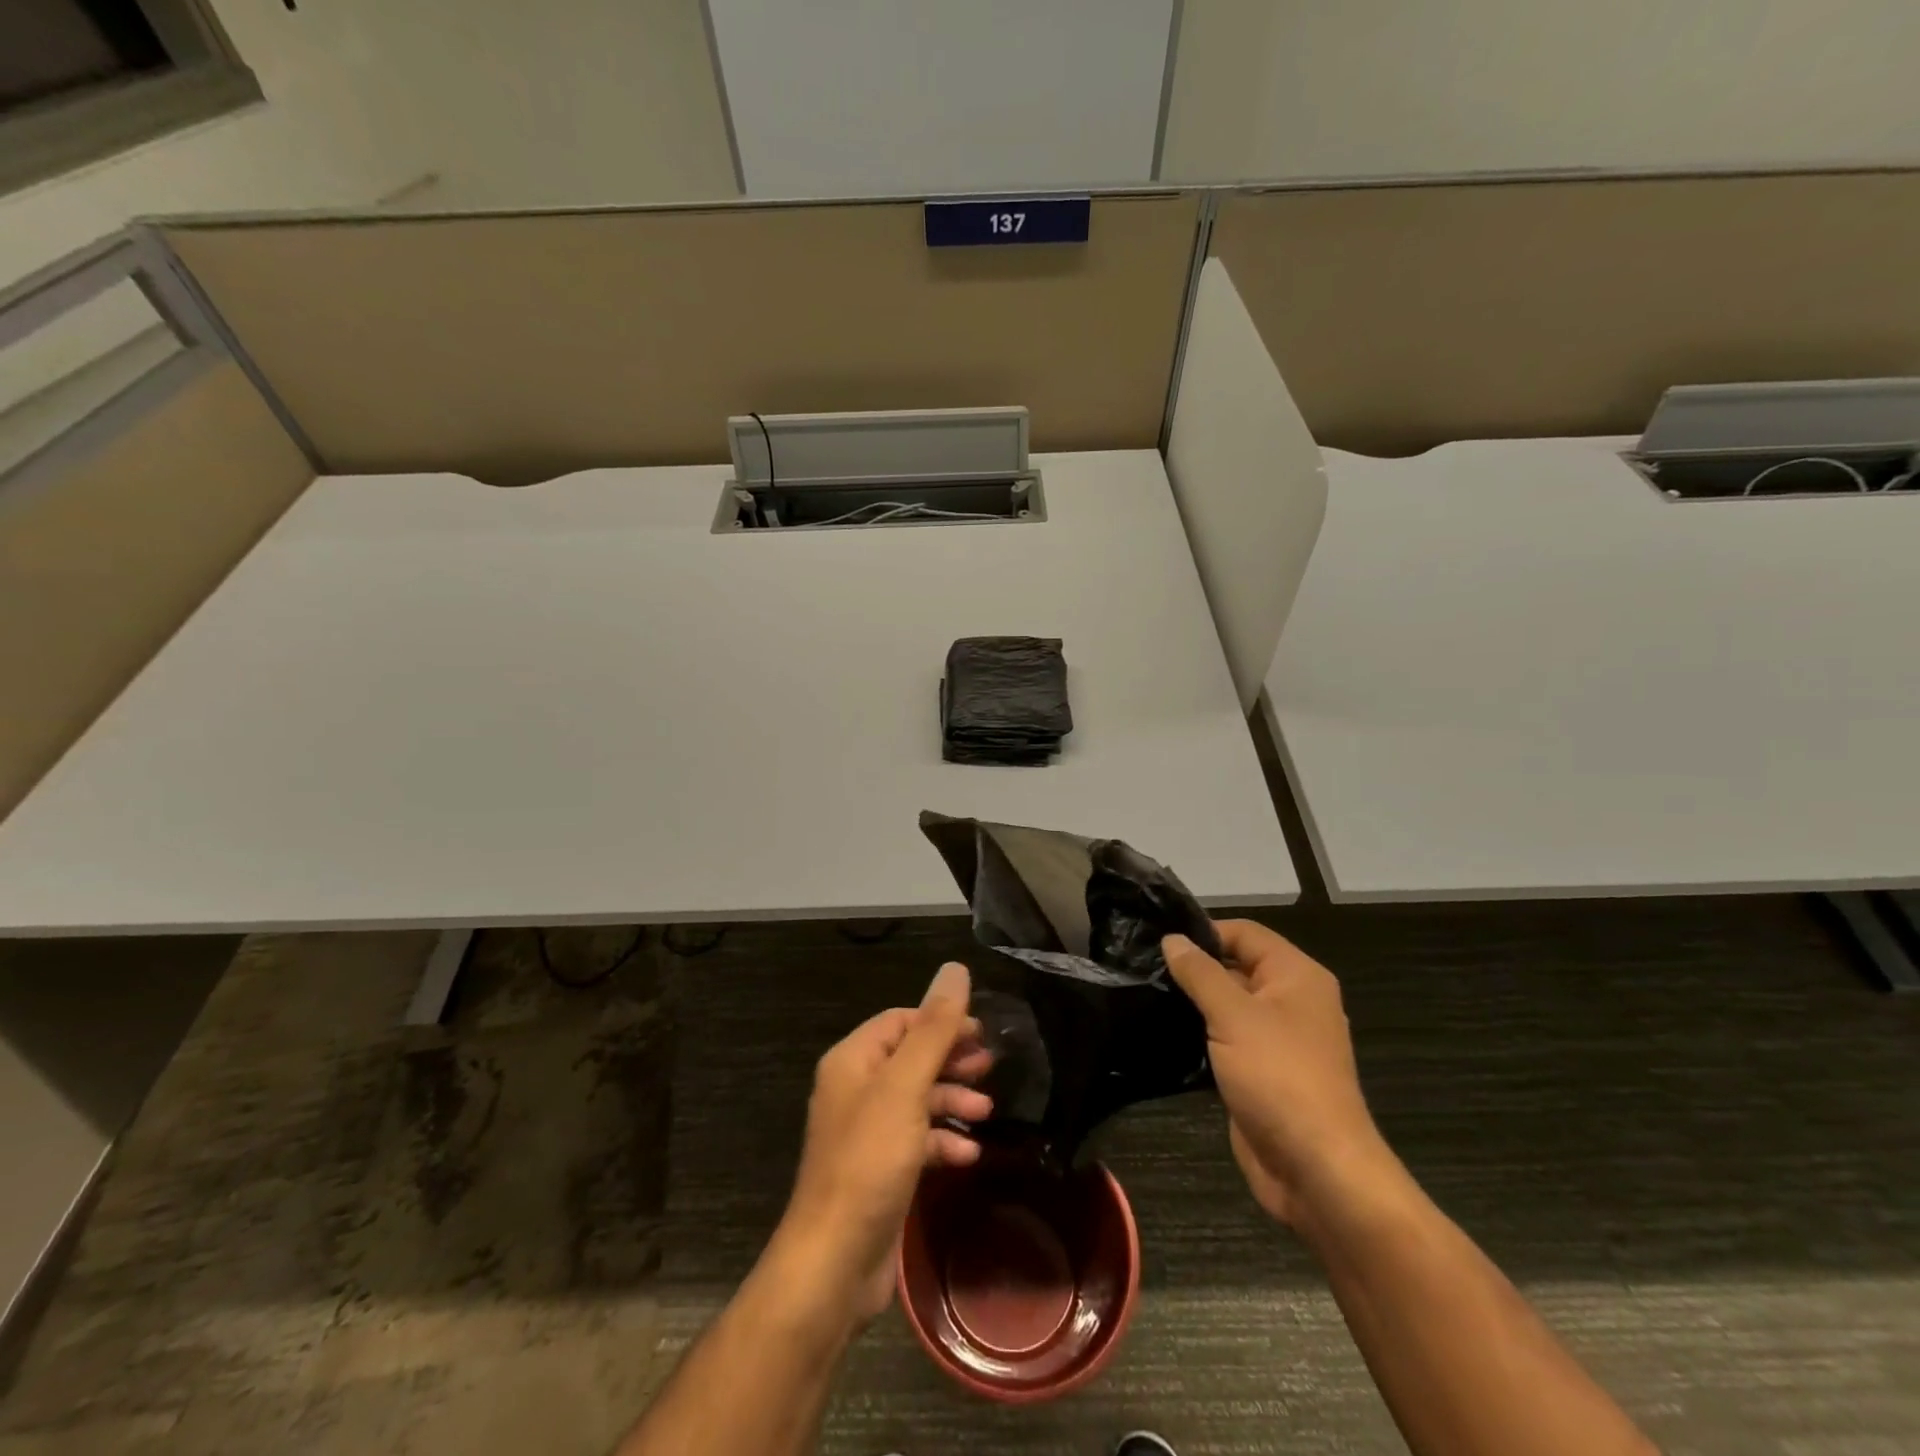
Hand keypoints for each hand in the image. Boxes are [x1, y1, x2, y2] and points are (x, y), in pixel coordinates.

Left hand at [775, 963, 992, 1323]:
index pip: (901, 1021)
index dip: (941, 1021)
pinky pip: (917, 1139)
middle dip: (951, 1059)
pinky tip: (968, 1153)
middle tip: (990, 1066)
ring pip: (918, 1098)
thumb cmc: (869, 1161)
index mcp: (854, 1060)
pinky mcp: (880, 1168)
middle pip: (911, 1057)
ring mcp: (867, 1131)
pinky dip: (942, 1140)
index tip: (981, 1032)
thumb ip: (933, 1028)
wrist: (835, 1262)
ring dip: (952, 1099)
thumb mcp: (905, 1087)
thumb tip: (955, 969)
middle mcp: (856, 1088)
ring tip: (986, 1109)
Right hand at [1163, 921, 1392, 1230]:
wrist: (1316, 1170)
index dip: (1204, 932)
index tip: (1157, 941)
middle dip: (1194, 967)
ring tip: (1145, 995)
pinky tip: (1162, 1034)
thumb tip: (1172, 938)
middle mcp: (1290, 1001)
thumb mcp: (1233, 1015)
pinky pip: (1226, 1040)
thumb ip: (1200, 973)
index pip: (1244, 933)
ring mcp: (1277, 1040)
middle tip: (1142, 967)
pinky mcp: (1261, 1073)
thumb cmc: (1279, 1077)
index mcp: (1296, 976)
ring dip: (1193, 1003)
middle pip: (1236, 966)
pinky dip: (1199, 1035)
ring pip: (1228, 1005)